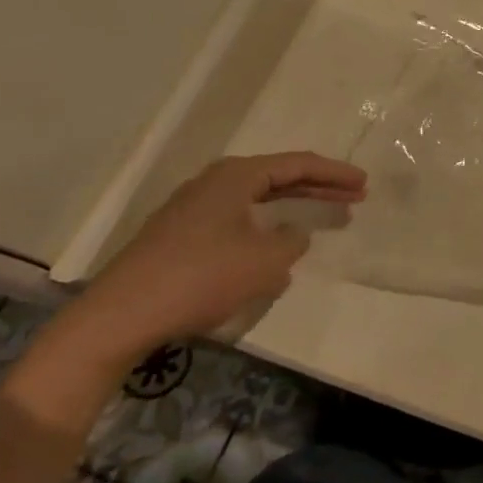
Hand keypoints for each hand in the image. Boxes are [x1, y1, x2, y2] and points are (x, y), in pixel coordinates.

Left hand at [62, 153, 366, 364]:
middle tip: (354, 196)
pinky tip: (275, 251)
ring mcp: (193, 209)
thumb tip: (292, 235)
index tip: (364, 183)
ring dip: (293, 207)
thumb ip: (292, 242)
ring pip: (257, 200)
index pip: (298, 165)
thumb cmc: (200, 279)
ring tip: (323, 217)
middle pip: (279, 177)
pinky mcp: (179, 236)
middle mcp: (214, 182)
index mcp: (236, 176)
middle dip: (318, 187)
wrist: (118, 318)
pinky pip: (237, 220)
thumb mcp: (265, 262)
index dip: (335, 173)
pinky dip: (266, 226)